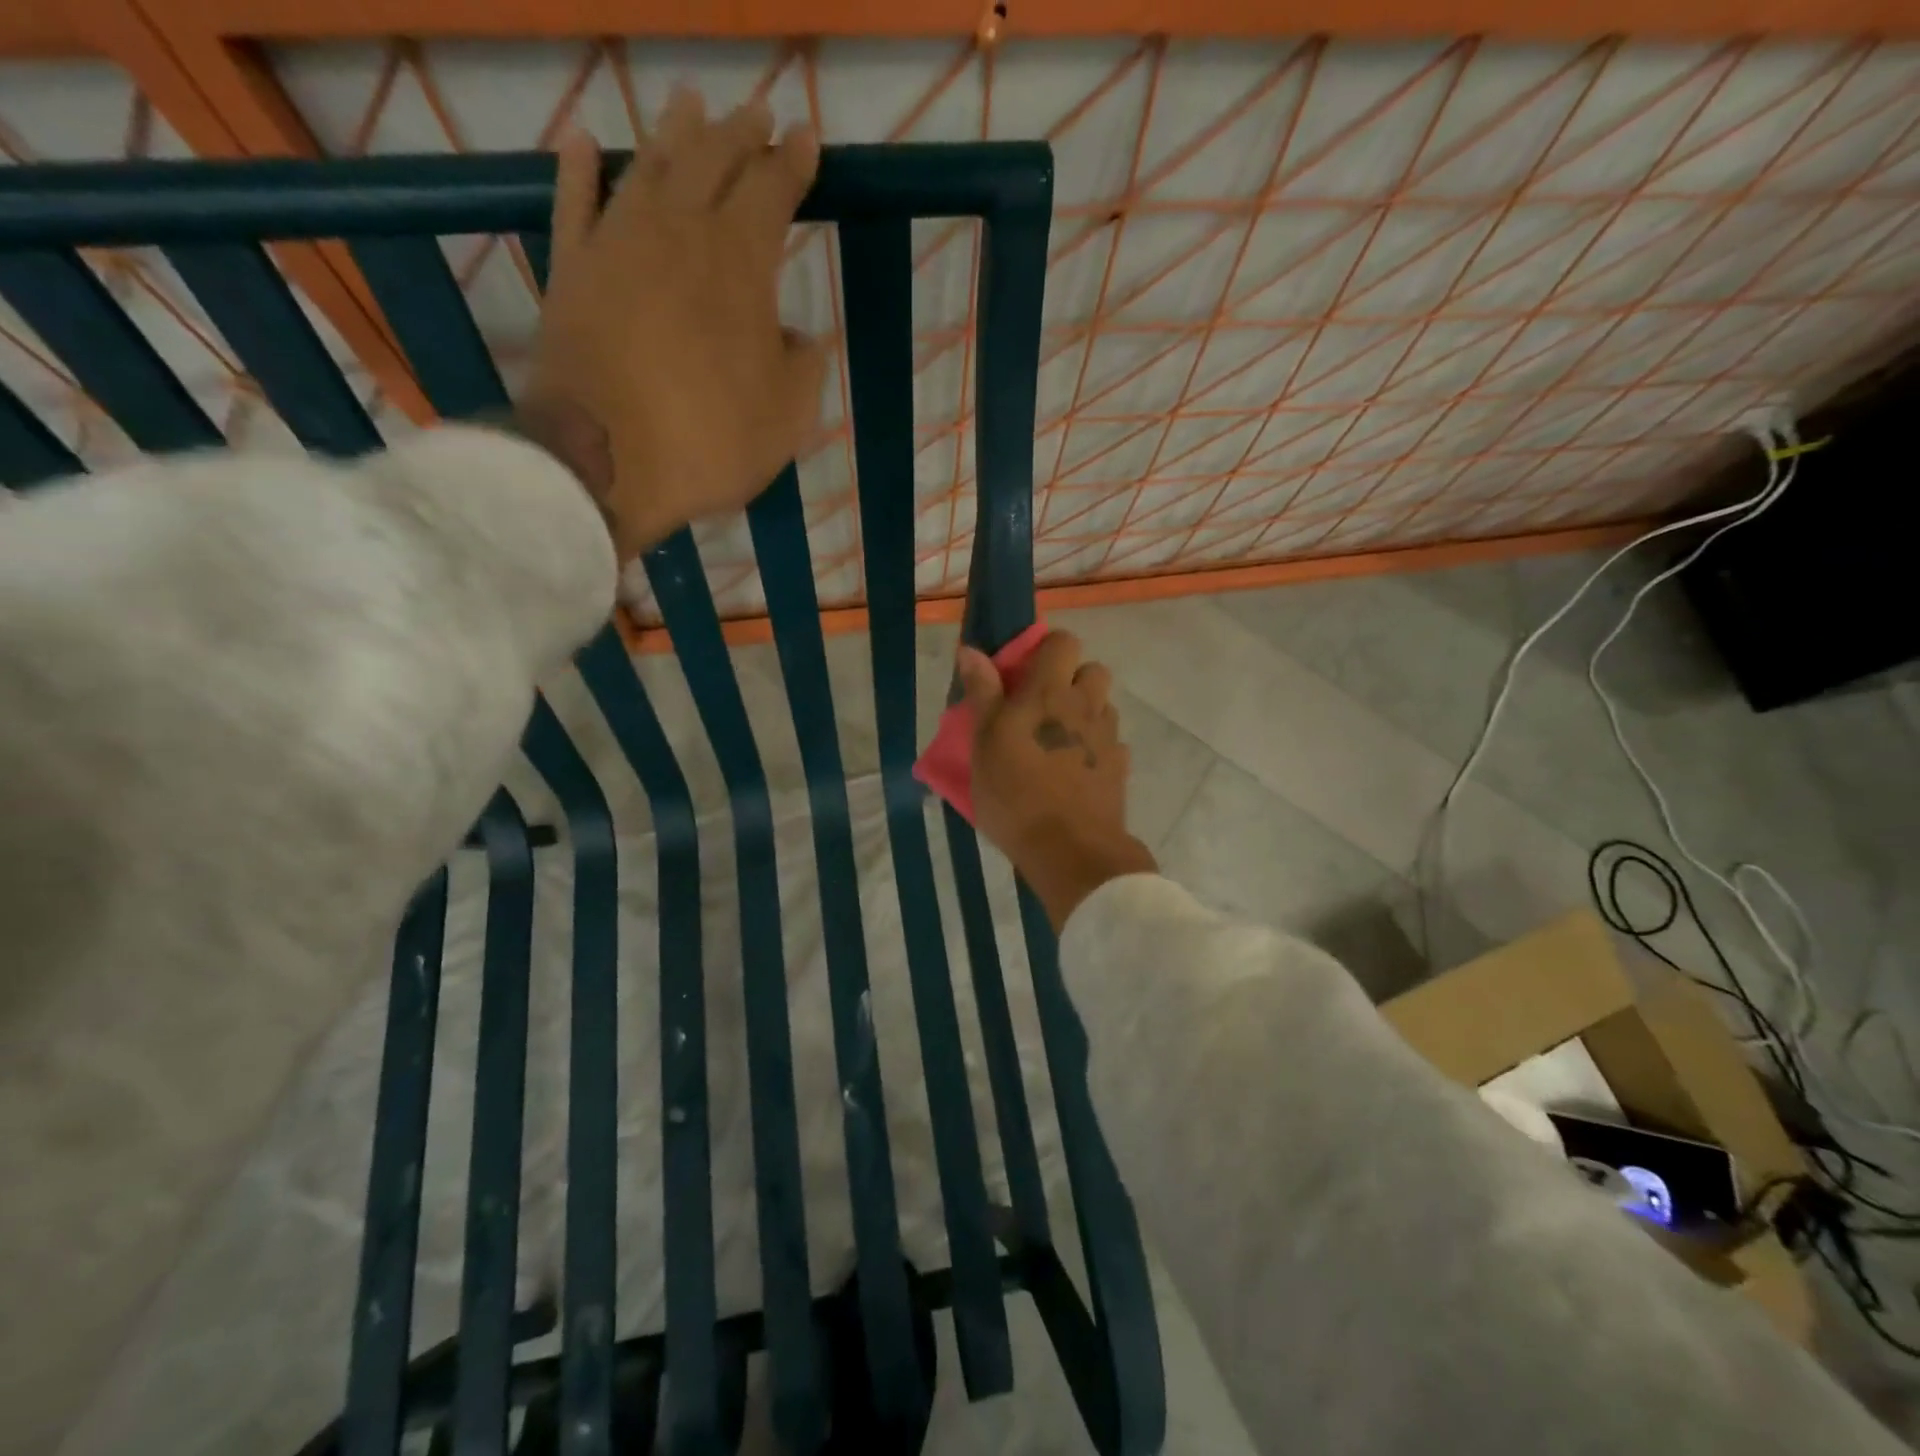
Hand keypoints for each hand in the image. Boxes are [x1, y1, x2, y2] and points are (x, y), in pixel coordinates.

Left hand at [517, 89, 826, 558]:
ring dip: (674, 134)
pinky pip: (573, 203)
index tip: (806, 138)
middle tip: (757, 114)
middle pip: (712, 162)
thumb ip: (802, 368)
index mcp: (740, 262)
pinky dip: (578, 170)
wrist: (603, 460)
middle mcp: (678, 232)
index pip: (772, 192)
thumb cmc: (709, 440)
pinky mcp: (570, 270)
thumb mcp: (786, 419)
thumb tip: (797, 338)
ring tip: (690, 105)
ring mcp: (616, 244)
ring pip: (647, 167)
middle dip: (740, 135)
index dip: (793, 163)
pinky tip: (582, 143)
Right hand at [957, 632, 1156, 931]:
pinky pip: (1111, 743)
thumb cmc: (1015, 794)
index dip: (1045, 650)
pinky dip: (1095, 748)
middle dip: (1072, 679)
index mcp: (1051, 692)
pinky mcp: (1120, 768)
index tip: (1022, 674)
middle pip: (1093, 670)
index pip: (1062, 642)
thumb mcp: (984, 743)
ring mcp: (1108, 737)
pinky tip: (1075, 771)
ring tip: (1057, 741)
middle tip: (1042, 707)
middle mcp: (1086, 705)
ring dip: (1084, 713)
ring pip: (1103, 707)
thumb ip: (982, 693)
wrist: (1070, 850)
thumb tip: (971, 650)